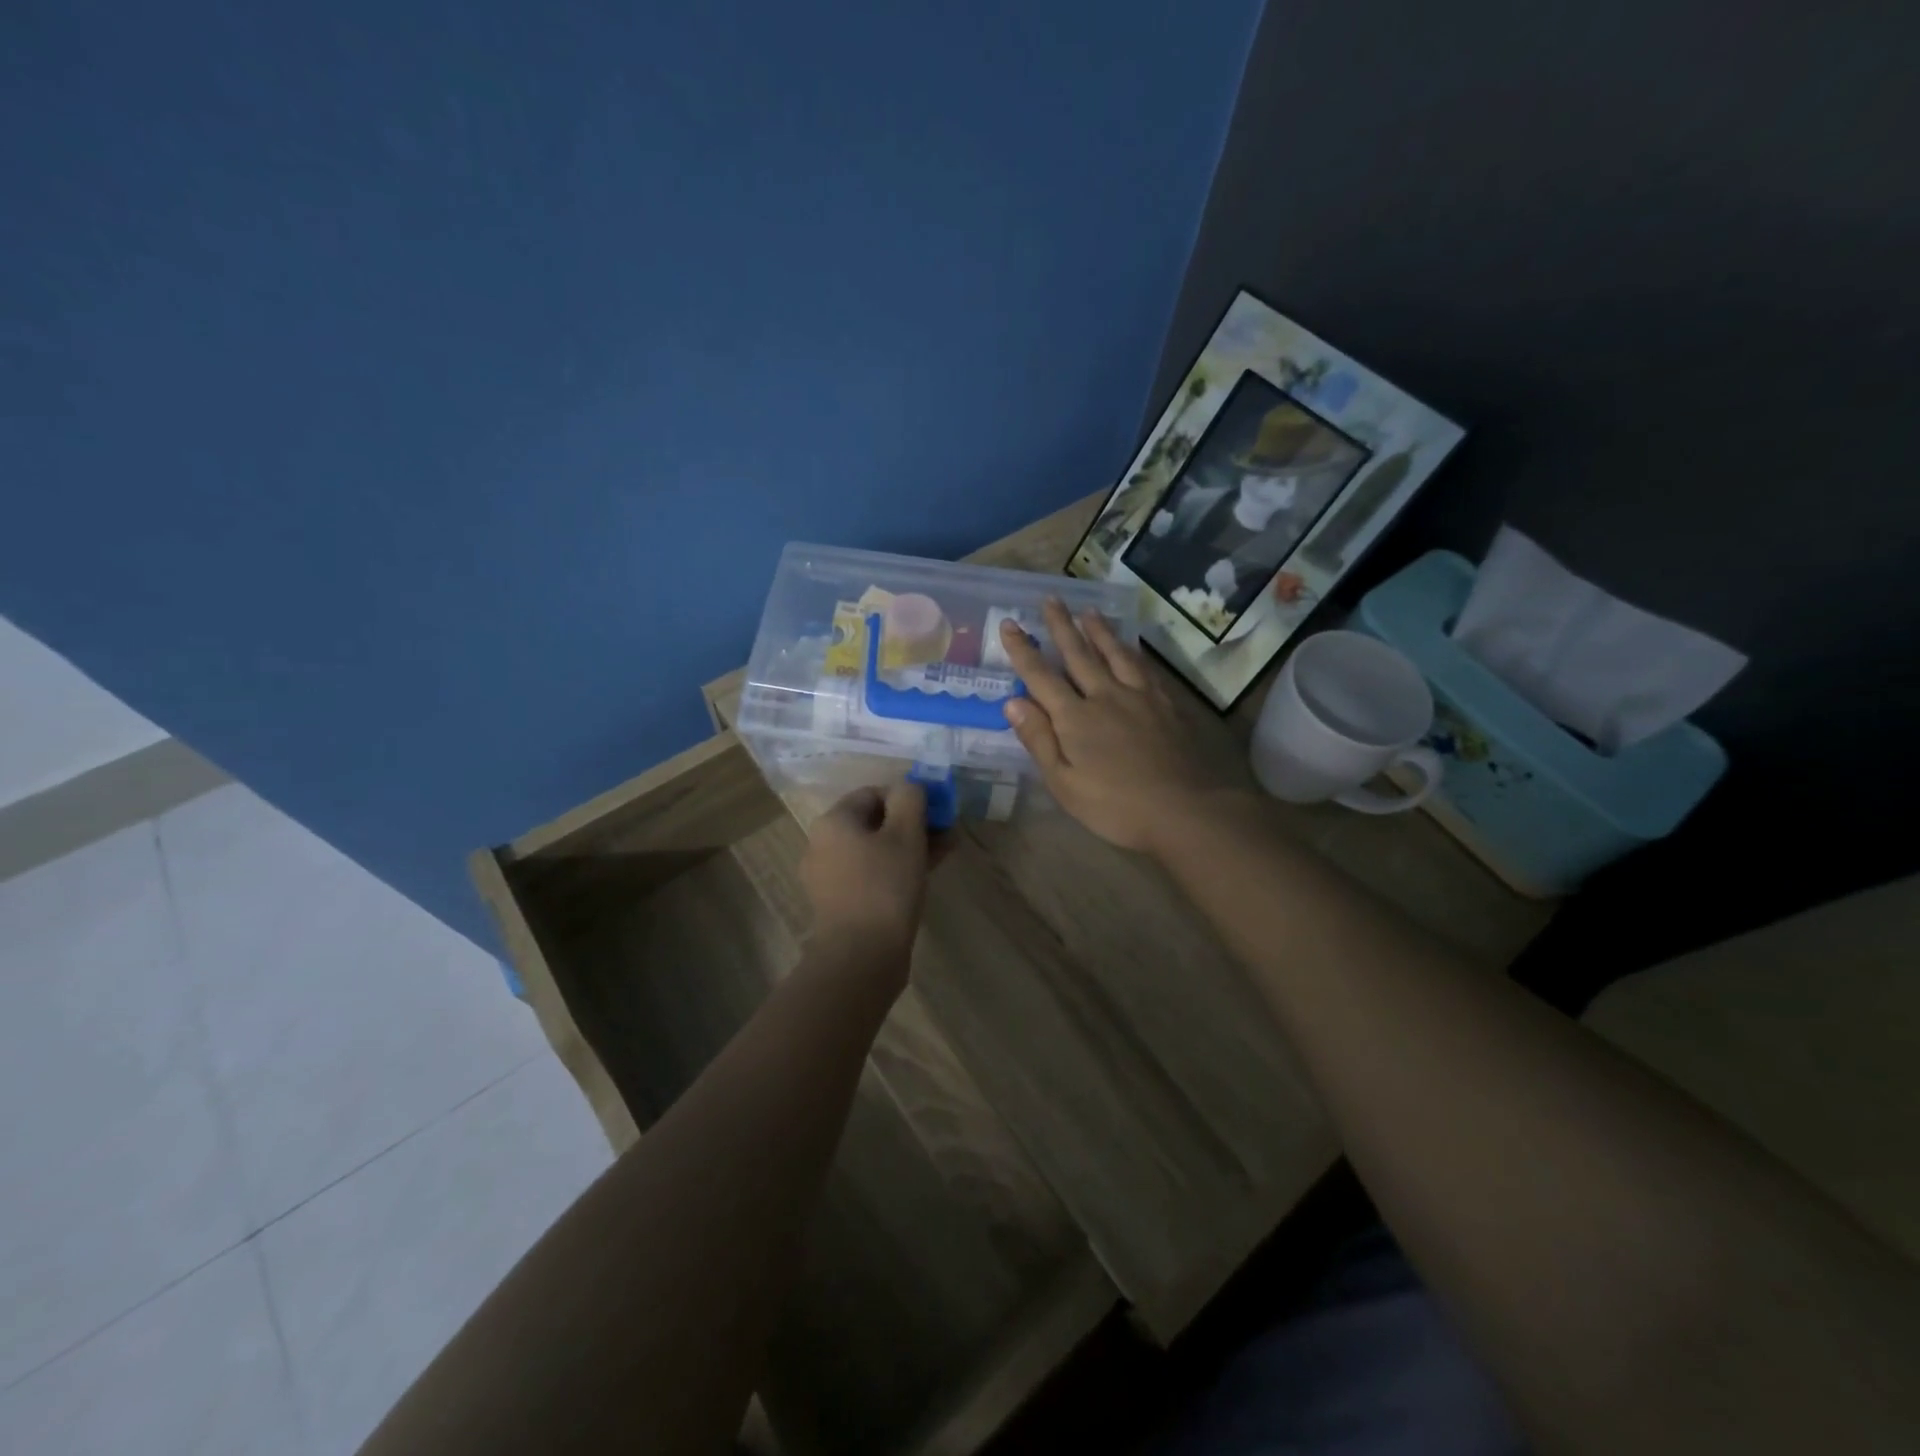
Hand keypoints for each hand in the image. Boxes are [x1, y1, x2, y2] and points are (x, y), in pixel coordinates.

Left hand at [800, 781, 933, 971]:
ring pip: (875, 850)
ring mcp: (829, 877)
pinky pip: (871, 875)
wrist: (861, 957)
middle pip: (874, 822)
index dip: (908, 798)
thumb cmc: (884, 886)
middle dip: (912, 824)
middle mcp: (823, 844)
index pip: (874, 793)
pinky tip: (924, 876)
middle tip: (946, 833)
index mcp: (833, 821)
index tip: (936, 813)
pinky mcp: (840, 904)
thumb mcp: (905, 834)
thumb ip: (910, 799)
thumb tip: (910, 786)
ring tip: (944, 853)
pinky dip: (896, 870)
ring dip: (909, 847)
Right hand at [998, 600, 1252, 854]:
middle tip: (1050, 599)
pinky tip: (1130, 646)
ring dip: (1098, 631)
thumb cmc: (1116, 806)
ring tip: (1089, 611)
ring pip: (1114, 654)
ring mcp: (1138, 696)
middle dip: (1061, 626)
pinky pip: (1144, 667)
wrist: (1185, 809)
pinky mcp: (1165, 704)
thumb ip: (1039, 740)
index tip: (1010, 624)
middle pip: (1078, 655)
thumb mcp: (1064, 783)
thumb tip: (1012, 701)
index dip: (1023, 651)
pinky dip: (1132, 651)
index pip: (1041, 677)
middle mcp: (1104, 696)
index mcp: (1074, 718)